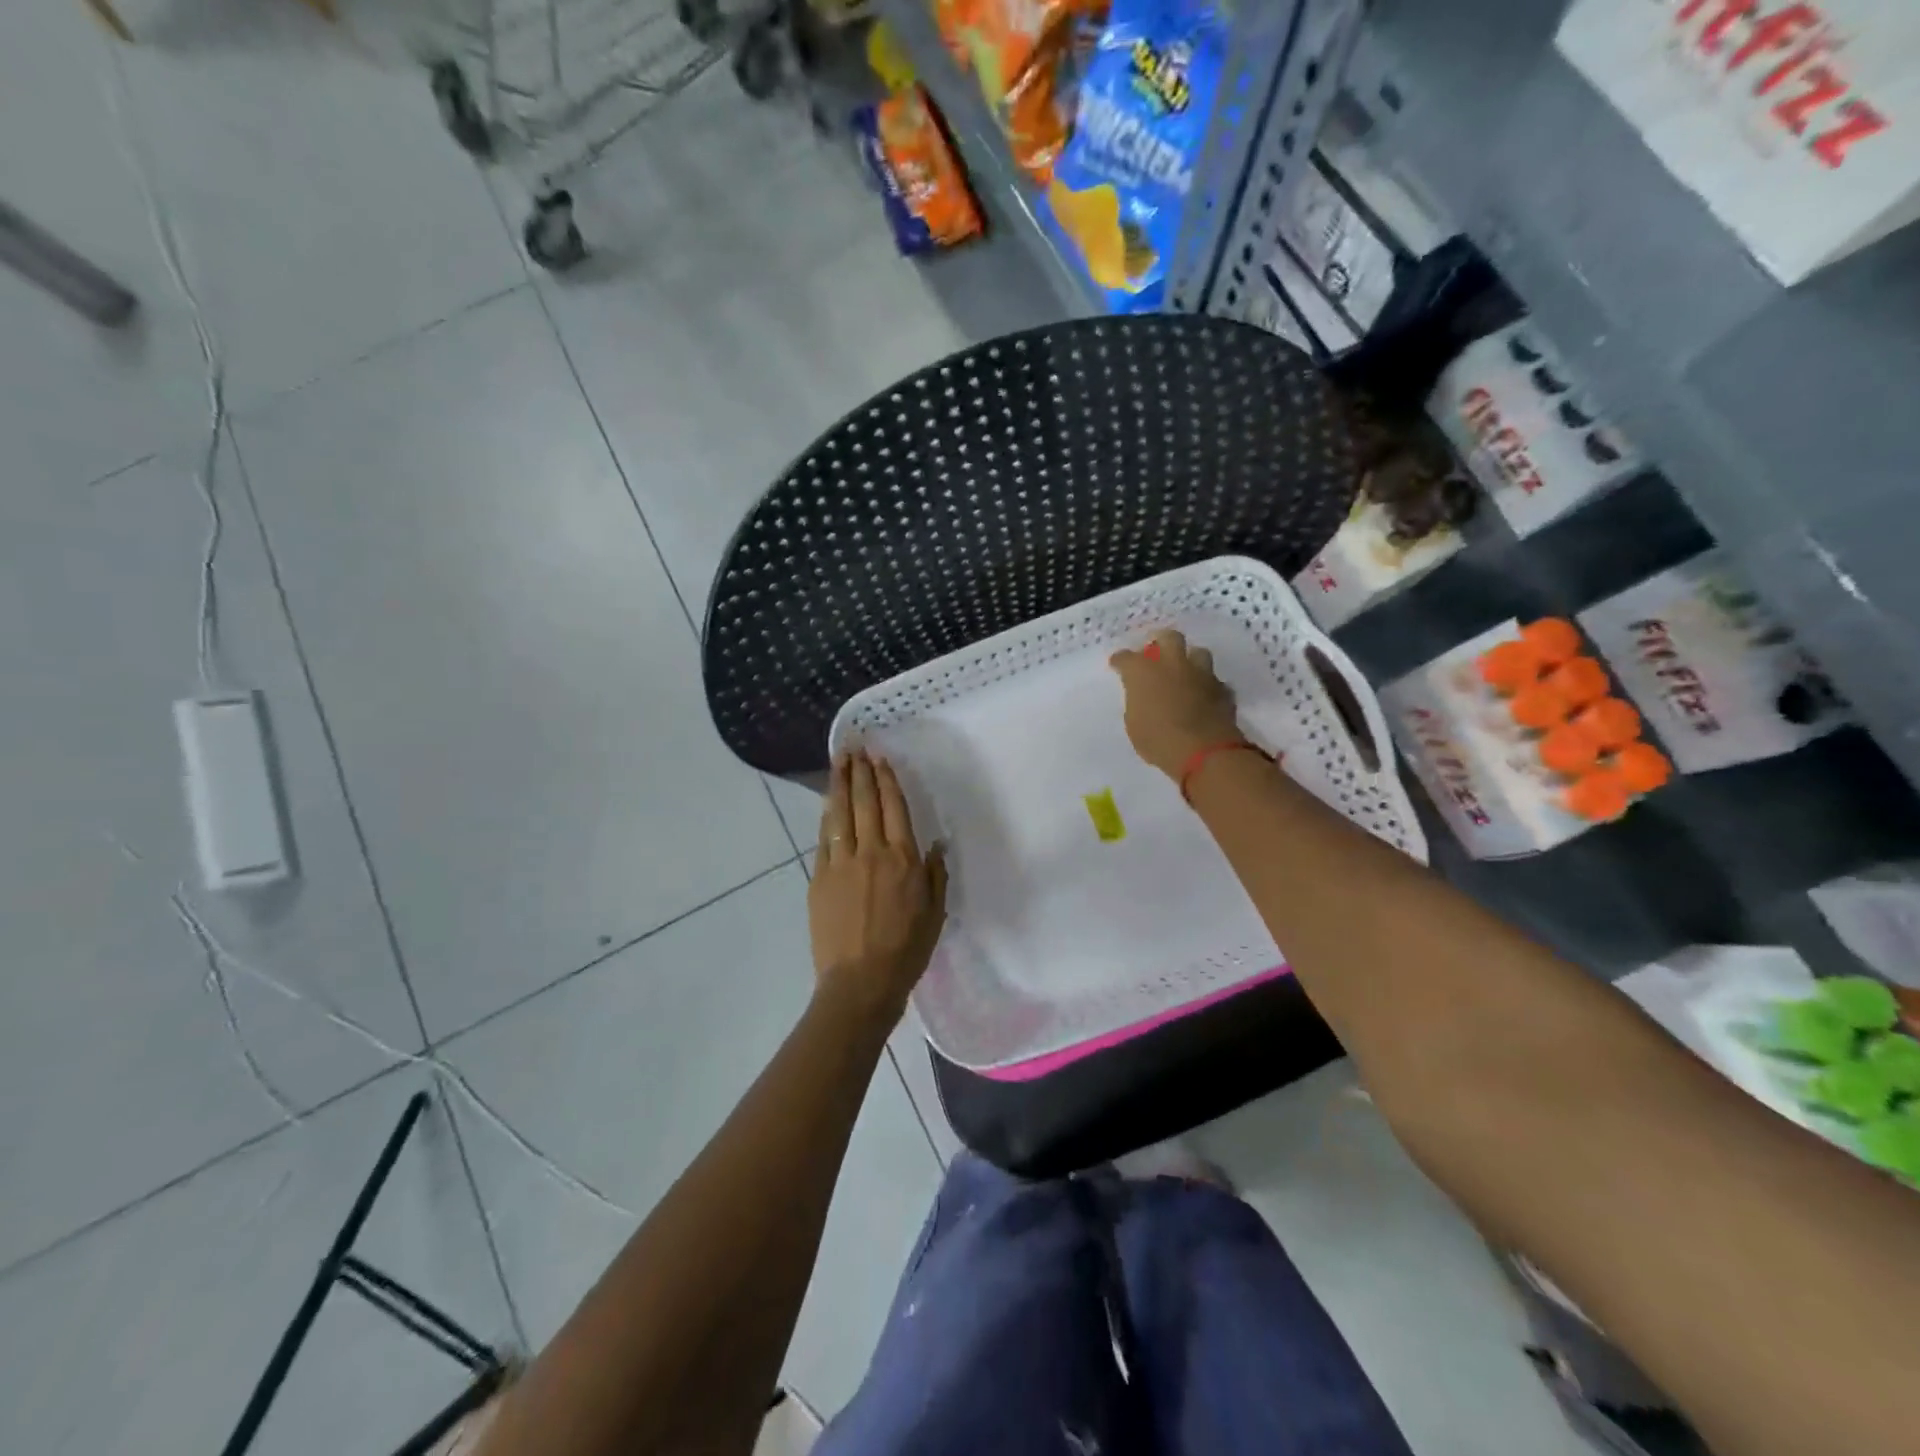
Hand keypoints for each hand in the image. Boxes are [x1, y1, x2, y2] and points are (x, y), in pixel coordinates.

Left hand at [810, 751, 947, 1025]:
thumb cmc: (906, 951)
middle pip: (865, 802)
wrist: (860, 982)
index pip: (894, 808)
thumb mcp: (935, 913)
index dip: (886, 780)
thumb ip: (935, 875)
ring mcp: (841, 863)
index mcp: (903, 859)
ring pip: (840, 814)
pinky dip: (827, 816)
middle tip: (854, 747)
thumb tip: (935, 845)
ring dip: (839, 784)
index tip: (879, 758)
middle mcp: (871, 853)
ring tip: (838, 762)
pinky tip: (828, 803)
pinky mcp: (819, 878)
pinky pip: (824, 839)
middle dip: (860, 771)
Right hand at [1109, 629, 1247, 779]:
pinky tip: (1204, 697)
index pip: (1126, 657)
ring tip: (1185, 672)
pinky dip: (1208, 686)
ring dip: (1190, 660)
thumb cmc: (1158, 740)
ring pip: (1198, 653)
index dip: (1120, 661)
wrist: (1204, 752)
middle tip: (1156, 653)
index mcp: (1143, 672)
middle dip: (1161, 642)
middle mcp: (1173, 664)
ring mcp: (1201, 674)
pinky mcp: (1222, 689)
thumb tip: (1144, 698)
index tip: (1118, 665)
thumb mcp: (1134, 724)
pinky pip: (1214, 680)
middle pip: (1169, 638)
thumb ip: (1138, 703)